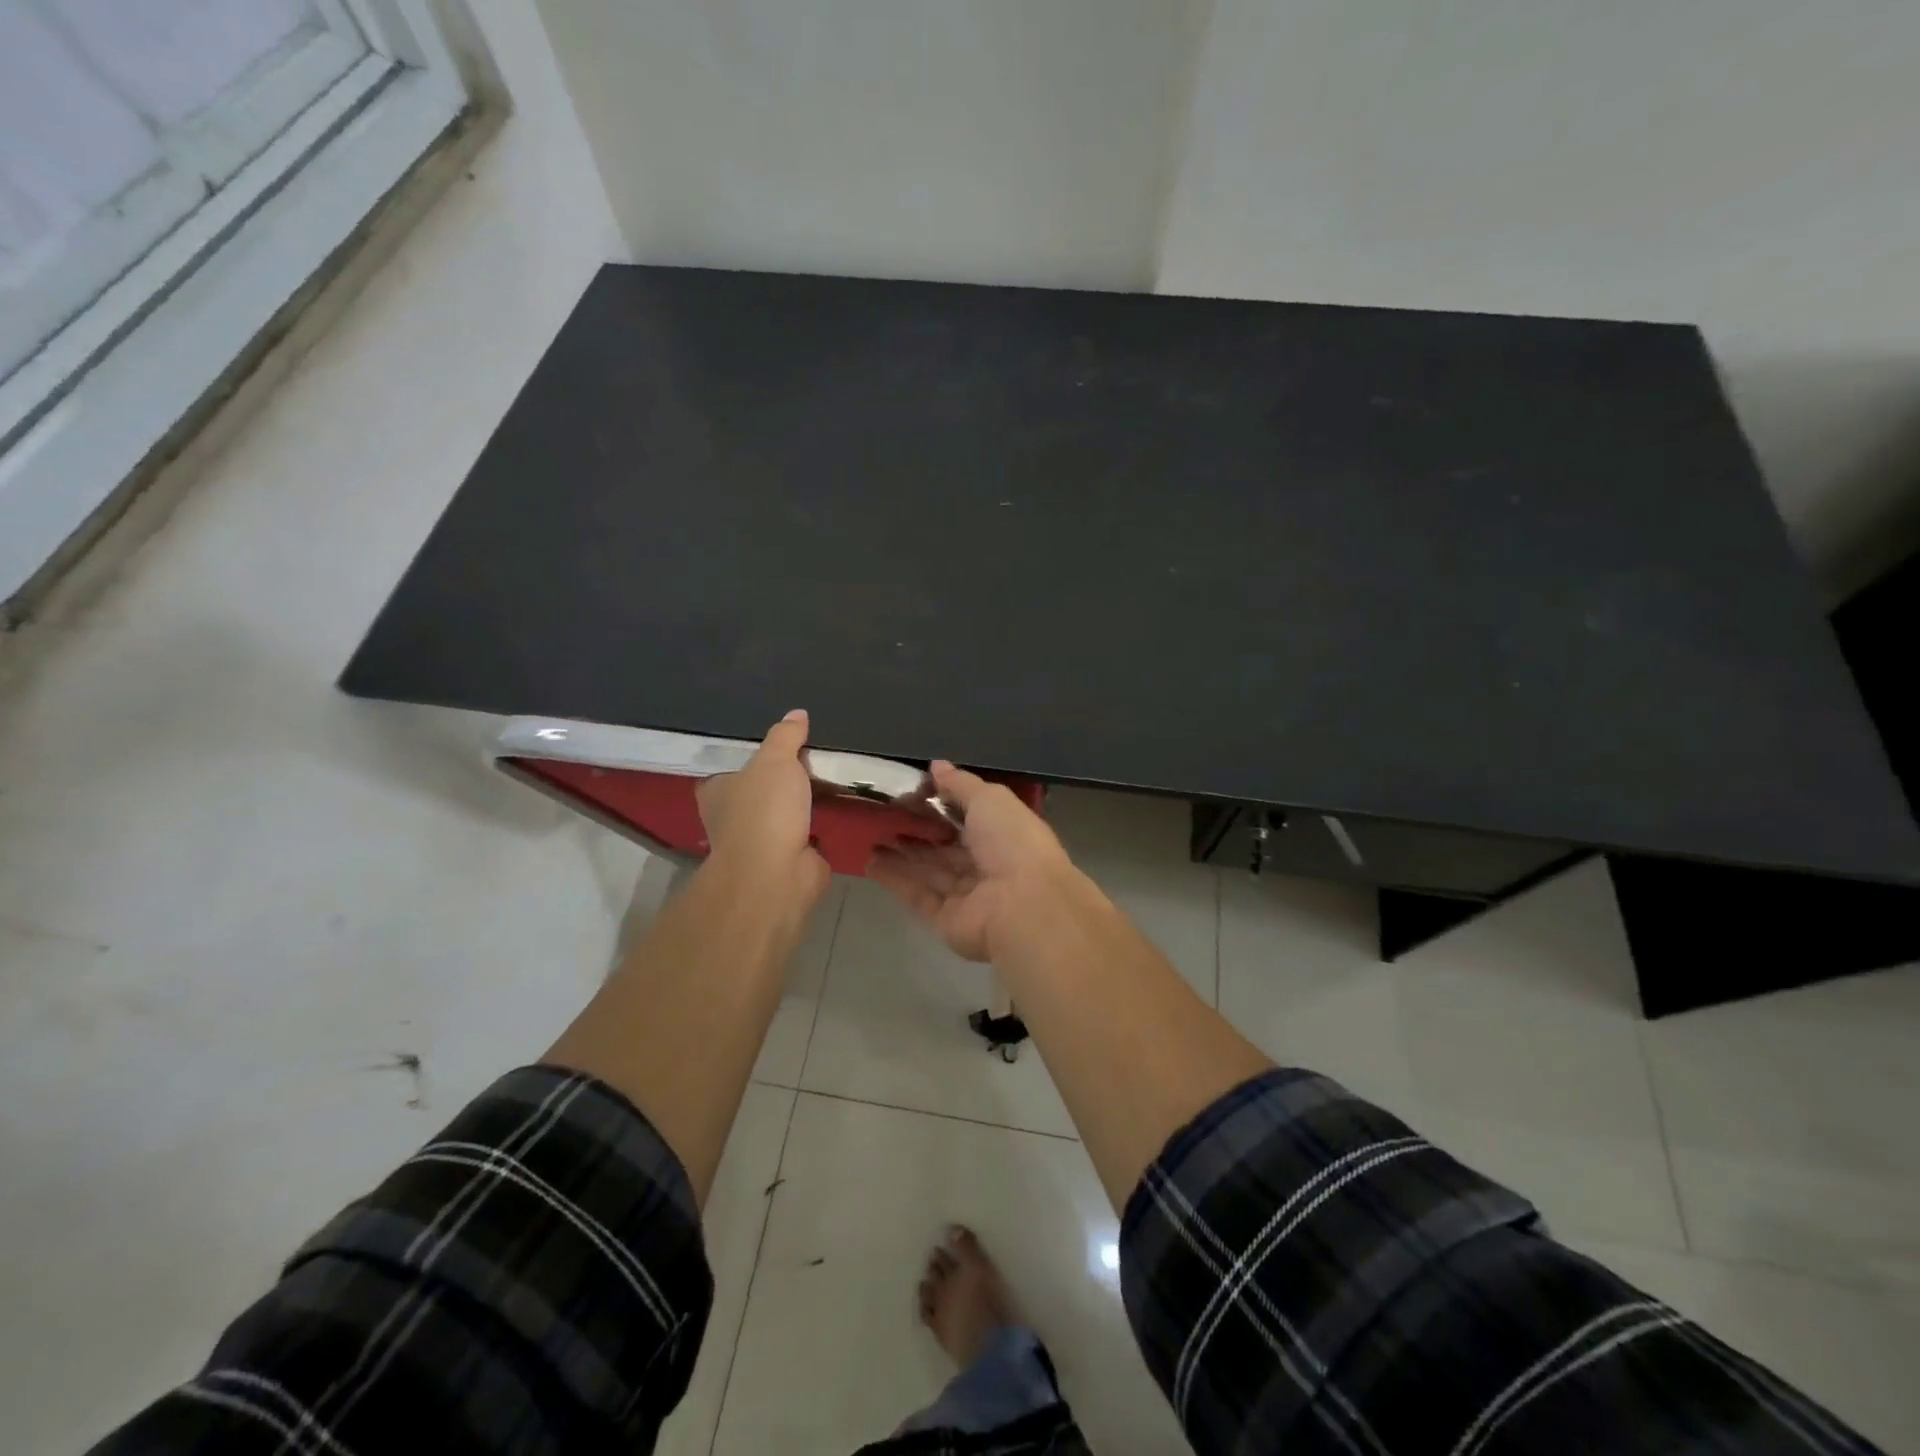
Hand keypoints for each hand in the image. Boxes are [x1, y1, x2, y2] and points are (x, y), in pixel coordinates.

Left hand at [696, 711, 831, 909]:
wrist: (777, 873)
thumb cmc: (764, 810)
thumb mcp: (775, 760)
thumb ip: (786, 736)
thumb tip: (797, 714)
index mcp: (717, 793)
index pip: (728, 770)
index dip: (751, 759)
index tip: (778, 748)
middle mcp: (732, 819)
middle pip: (759, 792)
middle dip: (782, 782)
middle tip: (814, 759)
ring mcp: (760, 843)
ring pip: (784, 815)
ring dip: (804, 805)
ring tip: (833, 780)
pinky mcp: (789, 860)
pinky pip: (808, 835)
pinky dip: (821, 826)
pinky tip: (842, 809)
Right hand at [868, 761, 1079, 961]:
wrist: (1022, 906)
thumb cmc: (1012, 842)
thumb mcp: (989, 799)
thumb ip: (960, 784)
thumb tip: (936, 766)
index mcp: (1003, 833)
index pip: (968, 817)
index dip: (940, 804)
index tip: (909, 792)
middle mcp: (985, 864)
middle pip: (945, 846)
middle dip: (917, 831)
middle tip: (883, 814)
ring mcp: (965, 894)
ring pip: (928, 870)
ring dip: (900, 854)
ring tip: (870, 835)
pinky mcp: (945, 918)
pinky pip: (916, 895)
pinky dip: (894, 878)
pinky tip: (870, 861)